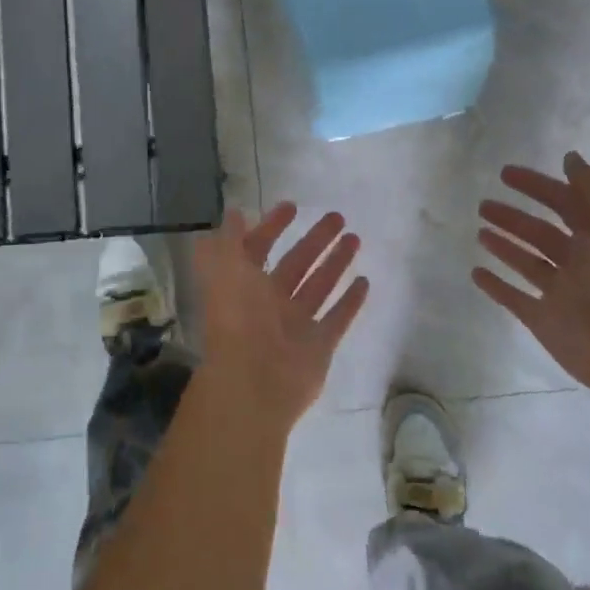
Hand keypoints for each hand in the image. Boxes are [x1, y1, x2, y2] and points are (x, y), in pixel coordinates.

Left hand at [192, 204, 369, 435]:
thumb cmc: (236, 320)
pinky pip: (338, 318)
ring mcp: (296, 326)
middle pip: (296, 264)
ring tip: (355, 238)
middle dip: (315, 240)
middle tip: (337, 217)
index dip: (272, 226)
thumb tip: (234, 212)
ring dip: (336, 262)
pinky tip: (365, 280)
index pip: (259, 248)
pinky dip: (350, 301)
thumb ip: (230, 240)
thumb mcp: (225, 270)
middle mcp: (270, 303)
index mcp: (244, 284)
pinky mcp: (319, 346)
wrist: (253, 383)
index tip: (293, 206)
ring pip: (319, 286)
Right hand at [474, 151, 589, 398]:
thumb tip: (570, 157)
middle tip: (484, 204)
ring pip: (526, 262)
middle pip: (540, 233)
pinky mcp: (543, 320)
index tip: (505, 173)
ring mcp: (559, 292)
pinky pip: (514, 298)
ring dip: (504, 245)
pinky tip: (476, 272)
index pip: (564, 203)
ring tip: (480, 231)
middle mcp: (578, 262)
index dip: (538, 186)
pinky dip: (495, 286)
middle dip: (514, 217)